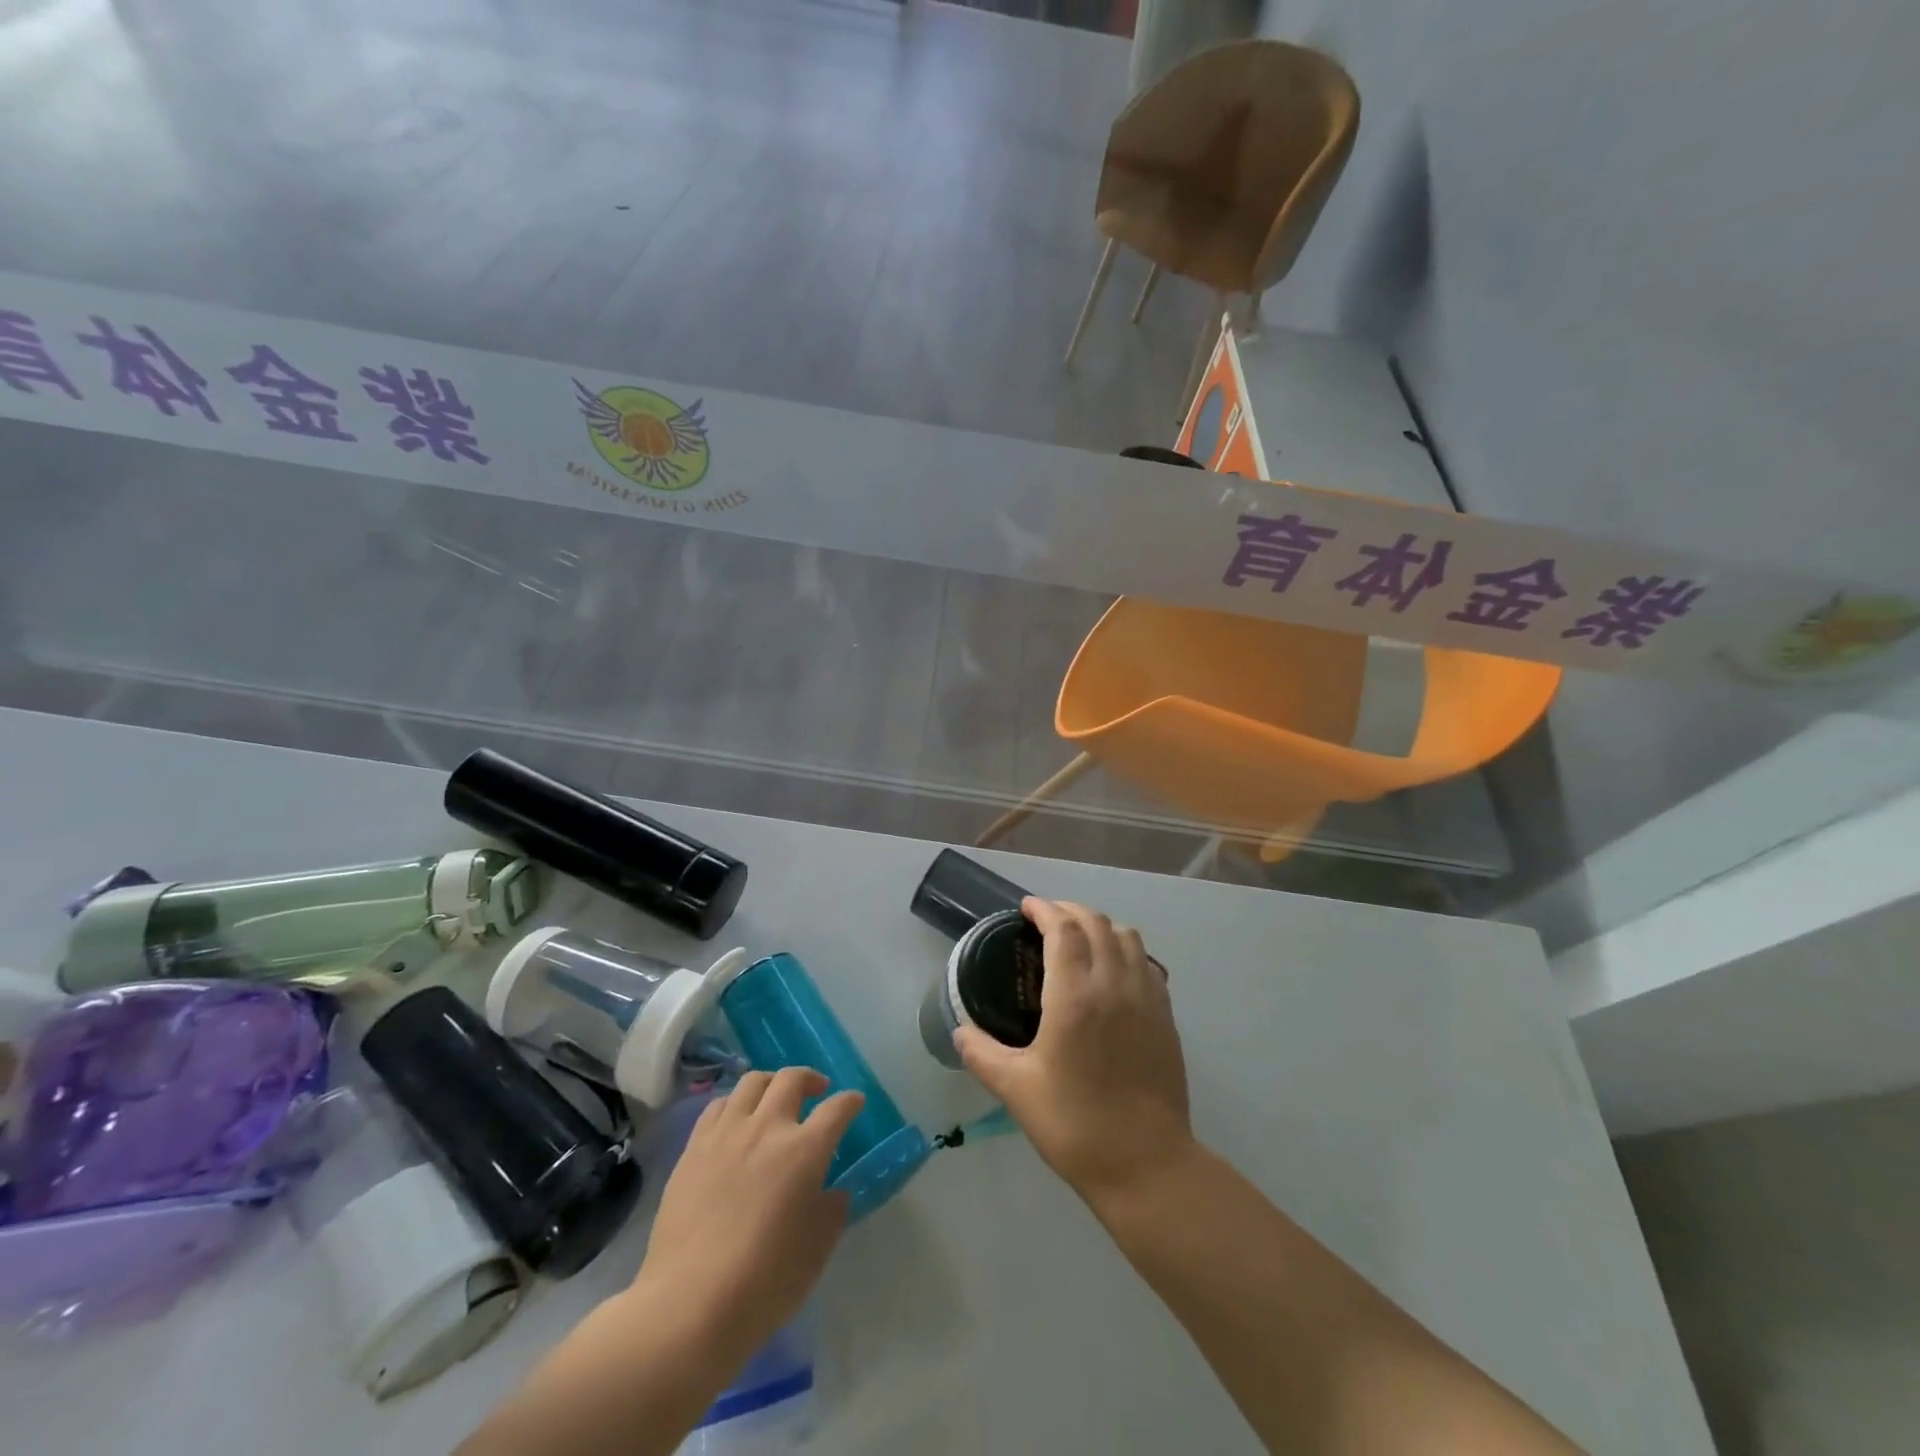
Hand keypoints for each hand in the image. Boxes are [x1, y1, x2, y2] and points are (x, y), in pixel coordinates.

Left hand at [626, 1069, 863, 1367]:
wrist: (688, 1305)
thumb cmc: (764, 1283)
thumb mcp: (816, 1252)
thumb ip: (831, 1212)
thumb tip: (833, 1192)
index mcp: (804, 1150)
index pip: (836, 1109)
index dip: (850, 1102)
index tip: (855, 1103)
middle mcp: (767, 1128)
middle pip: (791, 1079)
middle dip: (810, 1078)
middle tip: (817, 1090)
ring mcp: (726, 1134)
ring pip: (752, 1082)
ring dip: (771, 1083)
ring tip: (774, 1098)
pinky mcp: (693, 1148)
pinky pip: (717, 1106)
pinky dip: (734, 1104)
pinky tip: (736, 1121)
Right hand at [954, 898, 1193, 1204]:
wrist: (1146, 1164)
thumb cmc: (1075, 1124)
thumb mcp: (1016, 1090)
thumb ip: (982, 1054)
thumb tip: (960, 1032)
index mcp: (1075, 996)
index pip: (1063, 929)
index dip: (1044, 909)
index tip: (1026, 907)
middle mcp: (1114, 984)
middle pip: (1097, 923)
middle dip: (1070, 910)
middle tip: (1047, 919)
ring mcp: (1146, 998)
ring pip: (1128, 937)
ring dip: (1101, 926)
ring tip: (1080, 939)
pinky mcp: (1166, 1016)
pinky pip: (1147, 963)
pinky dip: (1126, 950)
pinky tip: (1114, 971)